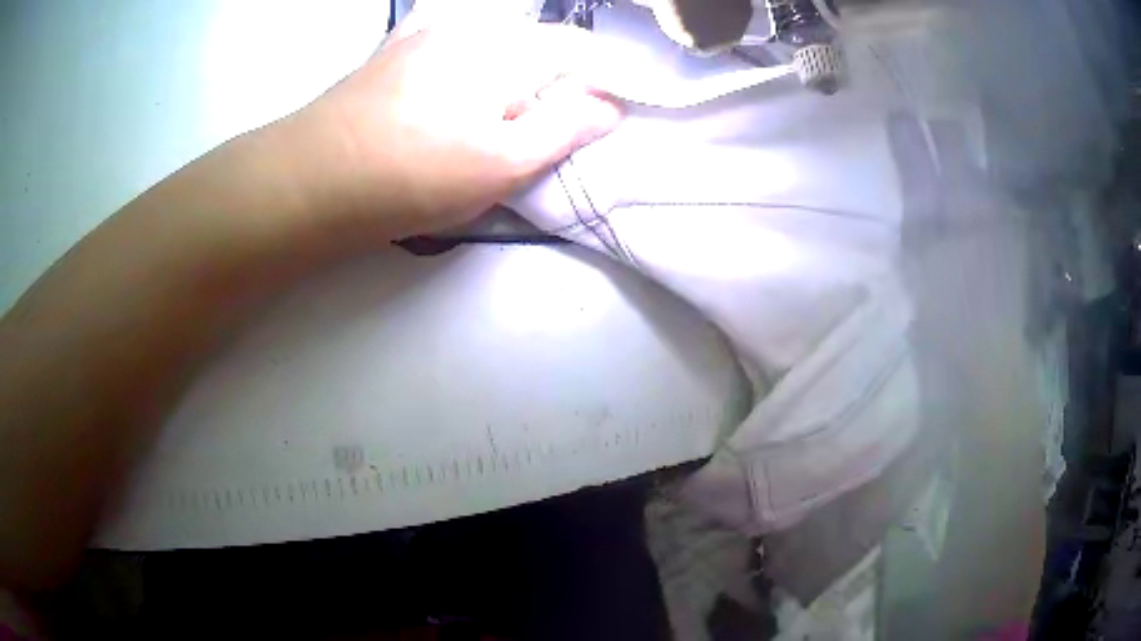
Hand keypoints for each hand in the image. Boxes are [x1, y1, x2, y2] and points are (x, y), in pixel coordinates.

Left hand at [289, 12, 622, 238]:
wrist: (312, 178)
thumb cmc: (413, 176)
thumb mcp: (502, 165)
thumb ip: (565, 129)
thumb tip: (610, 106)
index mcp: (505, 49)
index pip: (578, 48)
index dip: (598, 81)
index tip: (594, 119)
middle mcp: (470, 26)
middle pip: (535, 44)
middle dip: (550, 82)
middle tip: (535, 132)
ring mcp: (427, 32)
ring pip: (493, 43)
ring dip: (507, 73)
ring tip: (487, 119)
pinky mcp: (395, 49)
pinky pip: (450, 42)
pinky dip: (467, 61)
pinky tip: (451, 88)